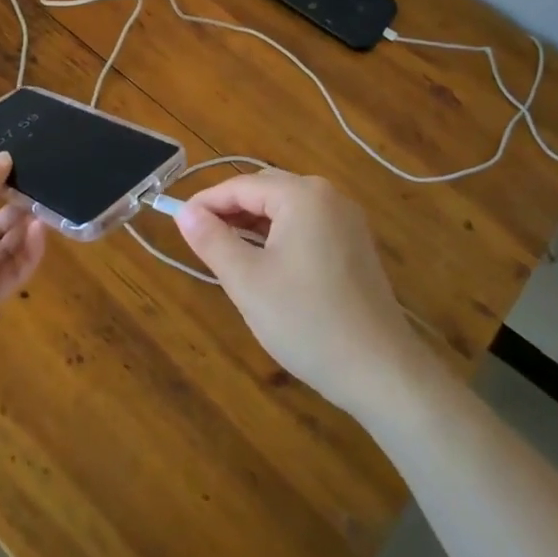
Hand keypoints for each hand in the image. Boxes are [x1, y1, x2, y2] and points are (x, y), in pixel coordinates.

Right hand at [175, 170, 430, 417]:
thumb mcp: (246, 280)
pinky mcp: (354, 245)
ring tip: (225, 254)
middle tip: (198, 241)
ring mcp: (347, 220)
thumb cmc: (306, 321)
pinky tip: (263, 265)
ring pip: (285, 209)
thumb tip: (184, 212)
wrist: (381, 371)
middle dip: (229, 211)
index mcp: (303, 195)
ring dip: (252, 225)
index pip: (241, 186)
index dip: (205, 203)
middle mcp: (329, 196)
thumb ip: (211, 240)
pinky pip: (306, 226)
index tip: (177, 224)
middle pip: (265, 191)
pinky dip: (278, 237)